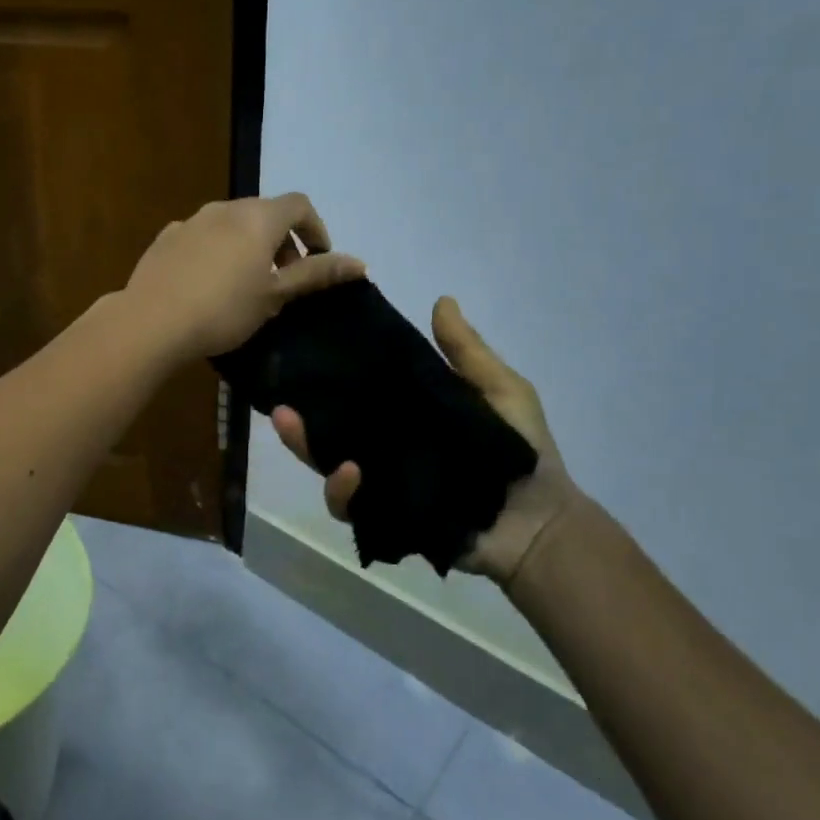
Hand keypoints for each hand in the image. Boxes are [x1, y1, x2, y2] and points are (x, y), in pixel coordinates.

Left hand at [122, 194, 365, 360]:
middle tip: (284, 278)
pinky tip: (208, 284)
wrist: (152, 322)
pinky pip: (202, 237)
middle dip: (282, 240)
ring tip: (246, 283)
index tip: (317, 261)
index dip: (315, 229)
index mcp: (258, 217)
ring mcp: (191, 221)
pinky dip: (217, 251)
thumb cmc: (224, 310)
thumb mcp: (276, 295)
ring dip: (249, 245)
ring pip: (231, 224)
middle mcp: (225, 208)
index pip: (299, 205)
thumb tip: (360, 263)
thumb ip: (316, 274)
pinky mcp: (166, 238)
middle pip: (264, 212)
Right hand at [272, 296, 586, 588]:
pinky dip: (342, 492)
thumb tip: (441, 300)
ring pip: (329, 469)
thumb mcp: (499, 389)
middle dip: (299, 424)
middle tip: (280, 407)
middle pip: (330, 434)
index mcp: (405, 416)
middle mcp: (385, 449)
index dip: (329, 381)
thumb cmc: (520, 451)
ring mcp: (382, 485)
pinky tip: (350, 474)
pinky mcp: (386, 517)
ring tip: (299, 432)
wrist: (539, 520)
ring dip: (308, 452)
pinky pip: (351, 508)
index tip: (306, 356)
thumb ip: (466, 352)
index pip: (357, 397)